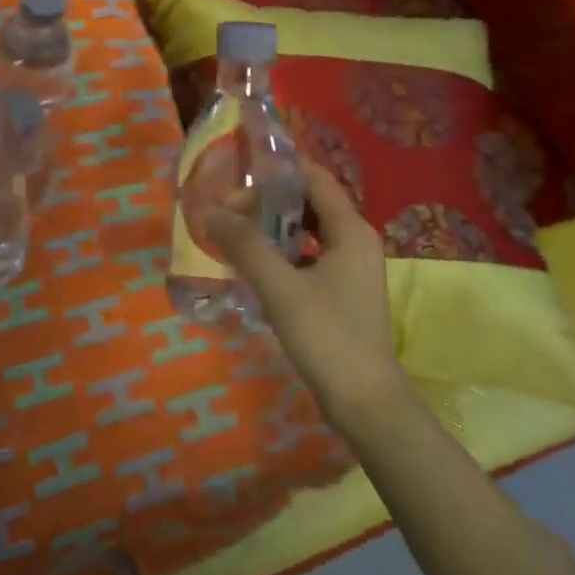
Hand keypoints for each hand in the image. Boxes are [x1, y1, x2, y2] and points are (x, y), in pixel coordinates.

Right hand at [196, 159, 407, 429]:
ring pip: (306, 231)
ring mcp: (350, 269)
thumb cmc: (328, 337)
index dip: (278, 169)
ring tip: (234, 229)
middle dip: (268, 200)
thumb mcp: (280, 287)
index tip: (239, 168)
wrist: (367, 406)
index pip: (314, 178)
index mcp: (350, 230)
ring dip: (272, 227)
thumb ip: (244, 244)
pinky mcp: (340, 294)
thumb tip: (208, 208)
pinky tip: (252, 264)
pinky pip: (307, 256)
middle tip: (228, 206)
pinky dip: (281, 252)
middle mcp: (355, 241)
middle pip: (309, 203)